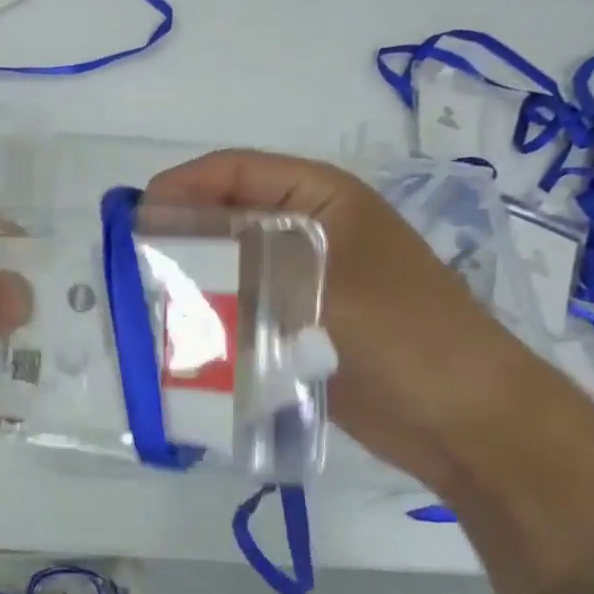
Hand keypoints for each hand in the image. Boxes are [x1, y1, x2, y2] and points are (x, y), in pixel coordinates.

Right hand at [145, 149, 538, 487]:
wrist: (464, 421)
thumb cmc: (401, 333)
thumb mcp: (318, 285)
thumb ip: (239, 263)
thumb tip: (164, 251)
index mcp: (320, 197)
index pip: (235, 171)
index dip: (181, 186)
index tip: (133, 217)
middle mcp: (306, 230)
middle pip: (226, 219)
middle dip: (177, 237)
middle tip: (129, 265)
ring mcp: (301, 280)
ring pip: (229, 268)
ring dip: (190, 283)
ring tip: (144, 304)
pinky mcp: (296, 326)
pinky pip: (240, 311)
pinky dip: (210, 320)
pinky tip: (177, 339)